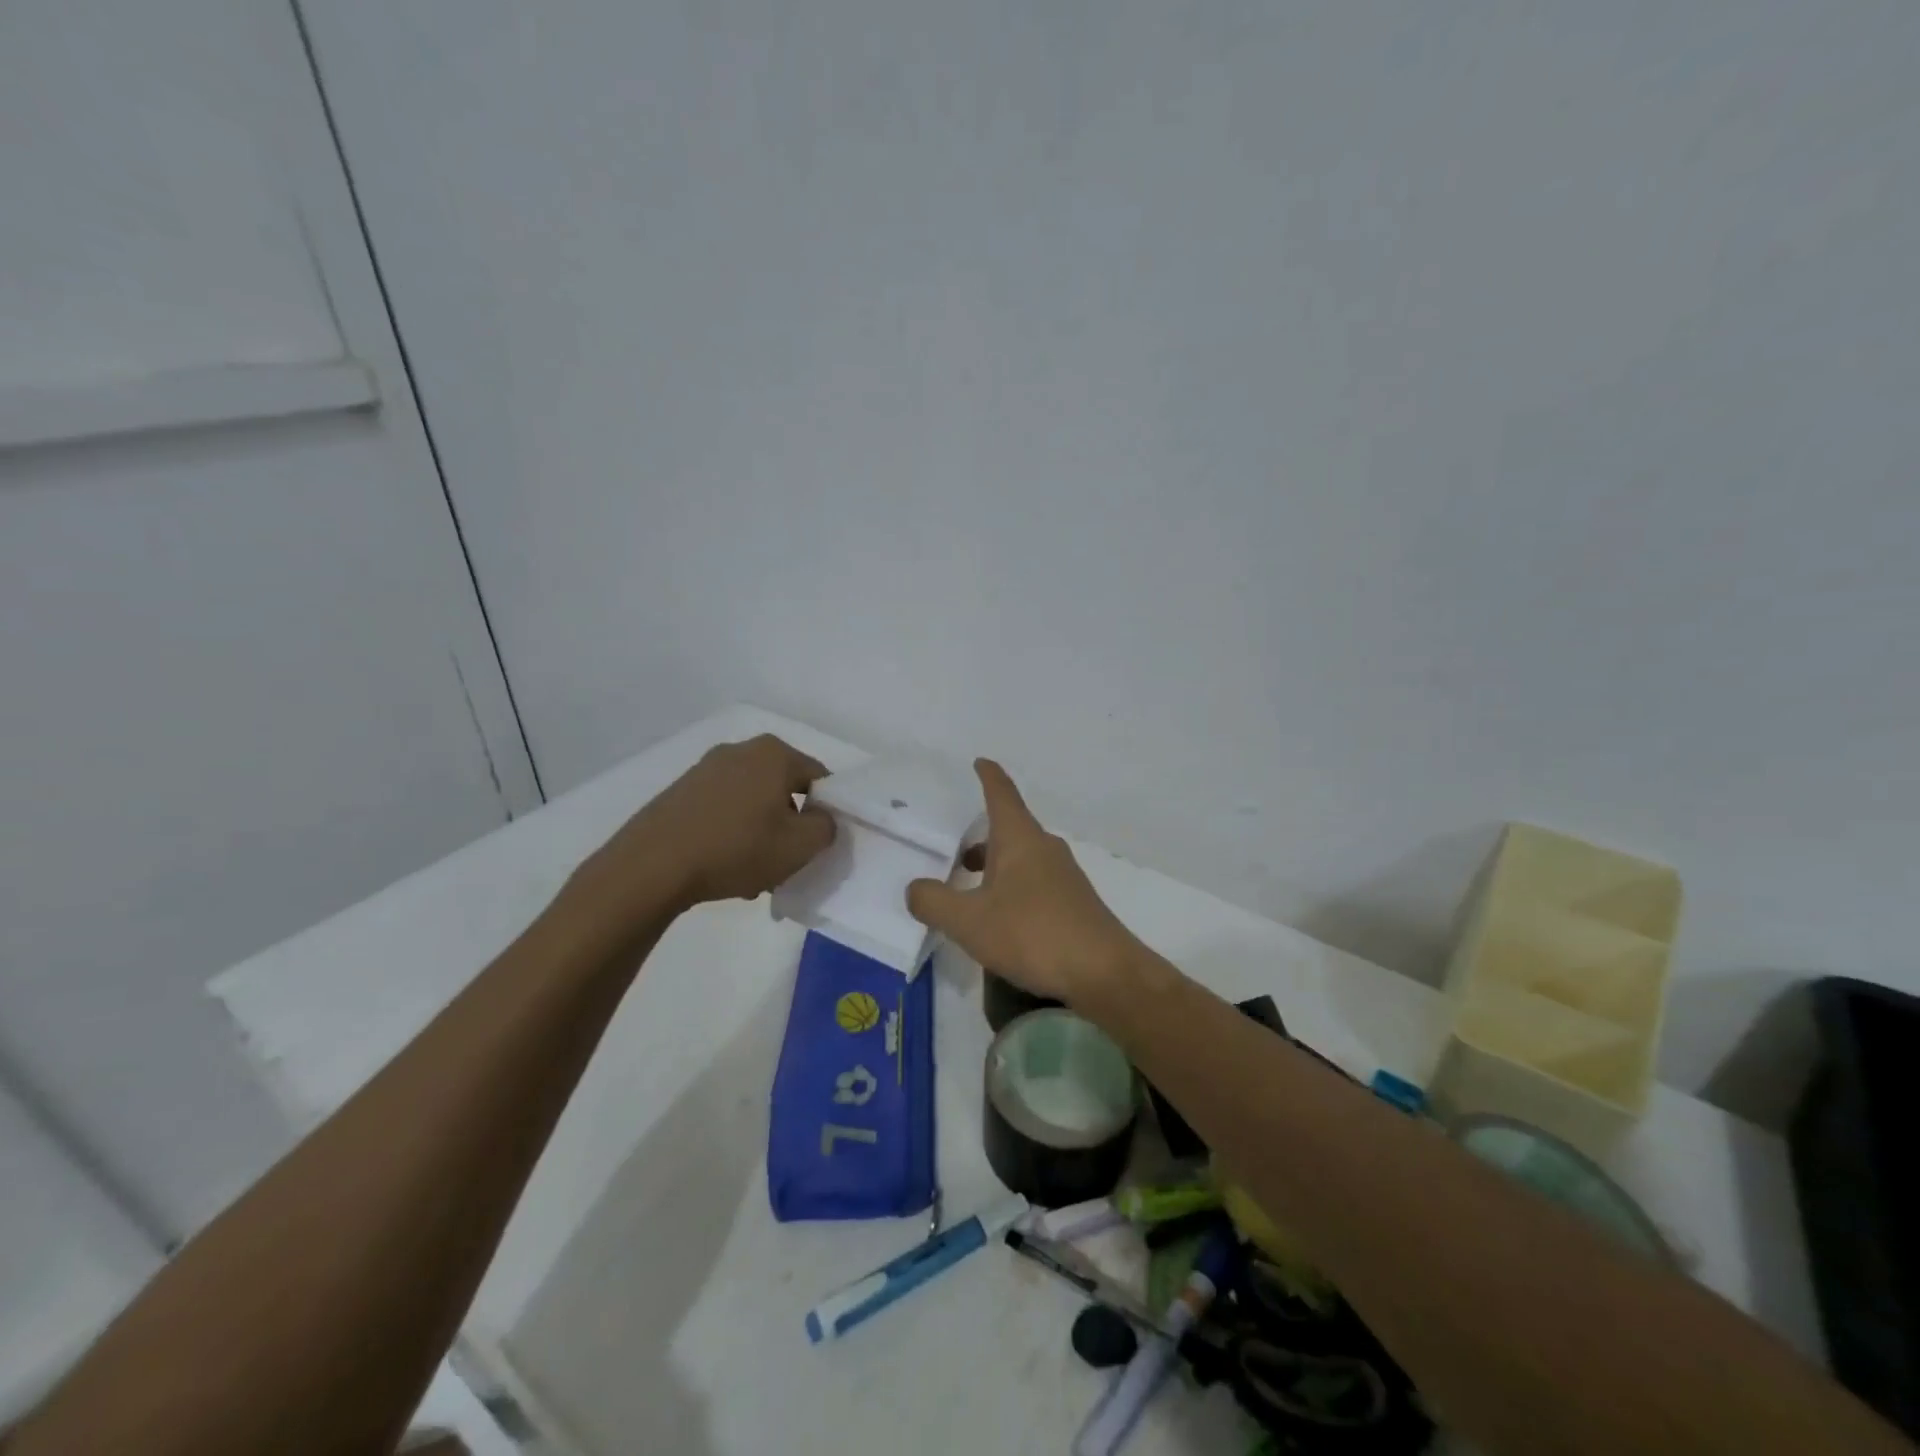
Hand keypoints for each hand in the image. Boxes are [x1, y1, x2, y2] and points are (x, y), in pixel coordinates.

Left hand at [568, 735, 835, 933]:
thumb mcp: (800, 846)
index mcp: (775, 754)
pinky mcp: (680, 790)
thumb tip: (821, 818)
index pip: (819, 778)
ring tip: (752, 870)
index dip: (826, 811)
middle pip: (784, 788)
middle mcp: (741, 750)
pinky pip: (722, 808)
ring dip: (760, 830)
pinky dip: (731, 831)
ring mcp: (706, 768)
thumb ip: (827, 827)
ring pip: (752, 801)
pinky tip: (723, 864)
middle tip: (787, 859)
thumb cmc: (736, 849)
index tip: (818, 843)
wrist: (652, 866)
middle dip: (790, 822)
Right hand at [906, 760, 1141, 1005]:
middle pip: (1011, 829)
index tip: (980, 761)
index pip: (1001, 794)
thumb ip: (934, 902)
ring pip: (1023, 858)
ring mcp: (1064, 876)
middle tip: (957, 851)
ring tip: (972, 890)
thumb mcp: (969, 921)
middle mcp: (1045, 848)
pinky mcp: (1075, 903)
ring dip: (997, 866)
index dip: (988, 776)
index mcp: (1020, 839)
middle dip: (984, 835)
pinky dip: (1013, 889)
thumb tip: (915, 888)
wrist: (1104, 972)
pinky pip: (1036, 883)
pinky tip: (1003, 920)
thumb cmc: (1032, 933)